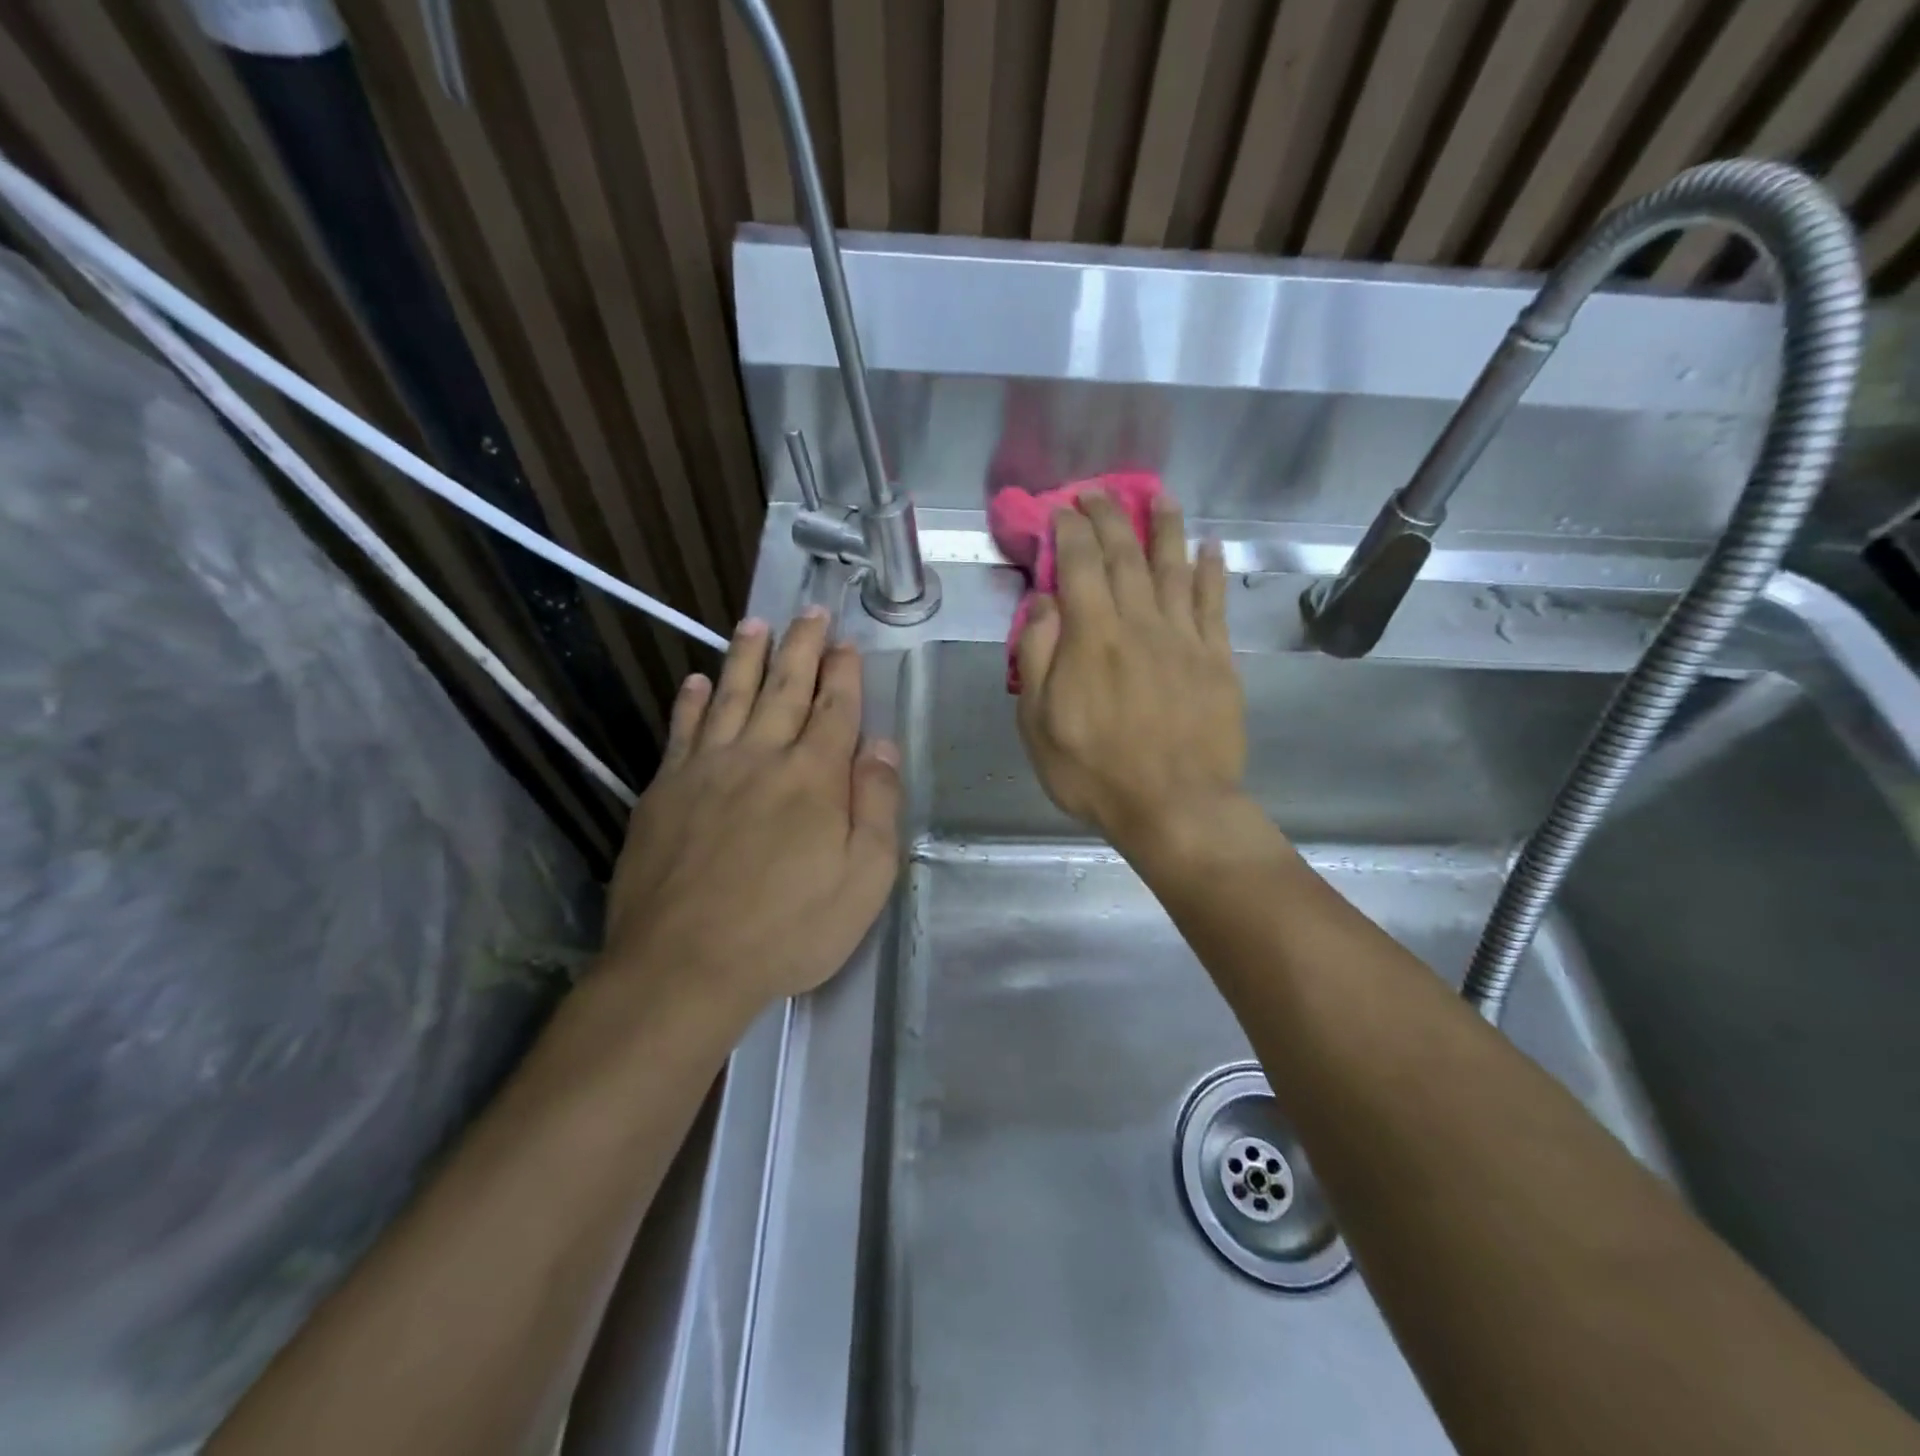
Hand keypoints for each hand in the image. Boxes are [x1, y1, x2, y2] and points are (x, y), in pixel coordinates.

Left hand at [602, 608, 901, 1011]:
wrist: (684, 965)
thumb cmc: (788, 929)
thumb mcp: (863, 881)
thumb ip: (878, 807)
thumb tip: (884, 748)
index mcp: (814, 778)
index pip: (835, 709)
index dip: (844, 673)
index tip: (847, 642)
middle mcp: (761, 757)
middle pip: (785, 689)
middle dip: (801, 647)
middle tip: (809, 611)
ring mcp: (706, 770)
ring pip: (730, 697)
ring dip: (745, 657)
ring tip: (755, 624)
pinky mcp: (664, 792)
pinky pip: (681, 732)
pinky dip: (690, 703)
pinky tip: (694, 682)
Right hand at [1015, 493, 1246, 856]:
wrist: (1175, 807)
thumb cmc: (1095, 771)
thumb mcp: (1039, 723)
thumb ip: (1038, 655)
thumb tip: (1043, 601)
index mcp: (1092, 636)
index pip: (1079, 565)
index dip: (1070, 530)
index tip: (1062, 508)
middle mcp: (1140, 623)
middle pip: (1125, 556)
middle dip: (1109, 517)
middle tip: (1098, 492)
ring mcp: (1184, 638)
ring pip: (1174, 567)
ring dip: (1164, 528)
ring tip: (1159, 497)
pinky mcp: (1217, 659)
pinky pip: (1214, 603)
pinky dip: (1212, 570)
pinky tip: (1210, 547)